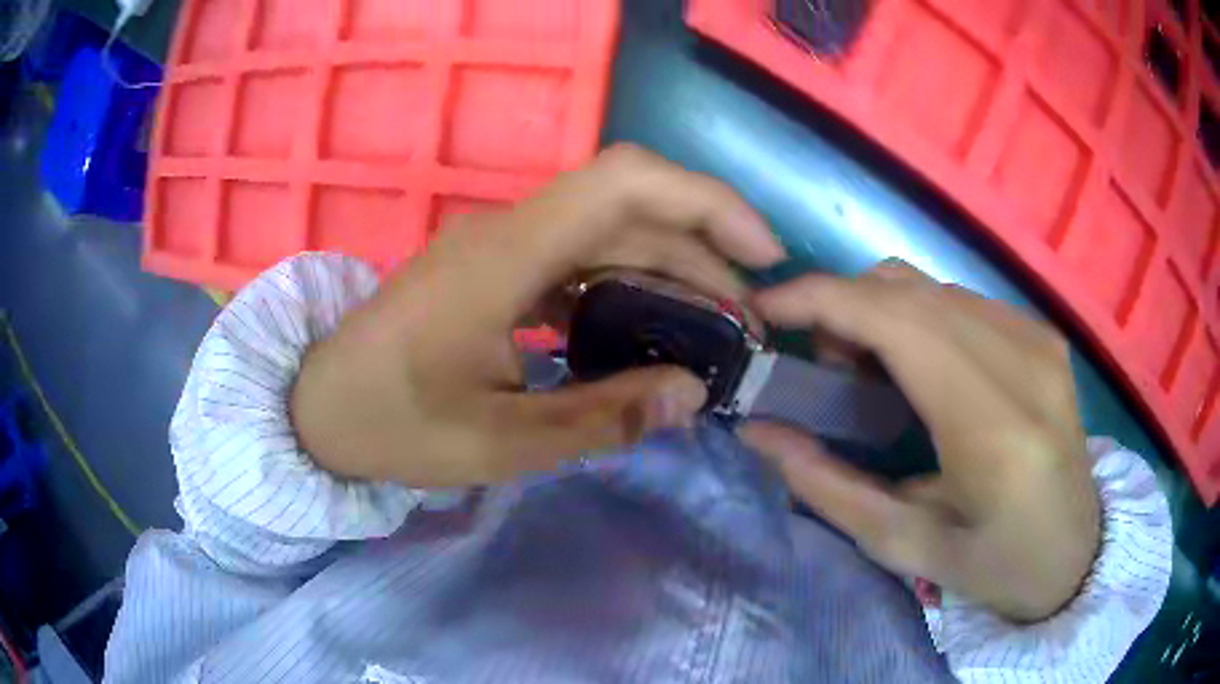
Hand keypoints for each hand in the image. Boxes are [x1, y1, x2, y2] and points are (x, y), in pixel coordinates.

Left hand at [290, 145, 784, 488]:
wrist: (316, 407)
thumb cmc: (390, 425)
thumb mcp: (497, 442)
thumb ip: (600, 417)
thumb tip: (692, 393)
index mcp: (506, 256)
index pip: (626, 182)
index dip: (707, 201)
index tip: (763, 255)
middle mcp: (510, 233)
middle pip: (631, 209)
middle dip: (705, 254)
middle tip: (748, 324)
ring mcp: (501, 250)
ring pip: (610, 236)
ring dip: (672, 272)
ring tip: (715, 332)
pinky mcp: (495, 273)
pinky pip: (580, 264)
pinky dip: (629, 290)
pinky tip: (650, 333)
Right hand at [741, 261, 1100, 622]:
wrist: (1077, 550)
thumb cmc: (996, 565)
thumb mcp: (907, 548)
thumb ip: (830, 488)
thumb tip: (759, 433)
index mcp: (993, 428)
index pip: (897, 321)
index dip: (822, 299)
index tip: (766, 310)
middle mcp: (1022, 361)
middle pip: (908, 289)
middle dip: (841, 307)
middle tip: (818, 363)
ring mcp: (1037, 338)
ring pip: (930, 285)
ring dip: (878, 311)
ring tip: (867, 371)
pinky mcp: (1042, 334)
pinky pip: (959, 298)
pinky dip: (917, 316)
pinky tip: (918, 366)